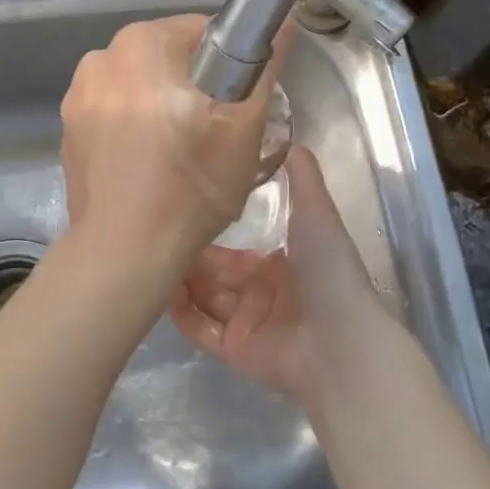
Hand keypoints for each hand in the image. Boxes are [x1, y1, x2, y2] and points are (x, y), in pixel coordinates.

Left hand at [59, 14, 286, 256]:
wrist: (125, 250)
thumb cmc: (191, 184)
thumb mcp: (244, 126)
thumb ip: (264, 68)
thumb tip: (284, 26)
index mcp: (140, 44)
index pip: (198, 31)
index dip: (228, 63)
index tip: (237, 100)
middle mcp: (99, 59)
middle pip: (164, 58)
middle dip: (191, 85)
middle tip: (214, 131)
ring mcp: (76, 97)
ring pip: (137, 86)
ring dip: (159, 104)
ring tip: (179, 151)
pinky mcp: (67, 132)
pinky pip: (112, 113)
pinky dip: (131, 127)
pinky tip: (146, 164)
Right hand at [171, 145, 391, 401]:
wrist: (339, 339)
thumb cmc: (327, 271)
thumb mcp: (317, 213)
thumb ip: (303, 178)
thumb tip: (290, 139)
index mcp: (279, 264)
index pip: (235, 249)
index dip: (210, 233)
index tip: (182, 211)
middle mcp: (260, 292)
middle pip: (214, 273)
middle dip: (189, 257)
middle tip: (156, 234)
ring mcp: (246, 322)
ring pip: (202, 297)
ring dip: (179, 280)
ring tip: (150, 257)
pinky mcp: (233, 350)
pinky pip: (199, 329)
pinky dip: (180, 312)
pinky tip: (161, 290)